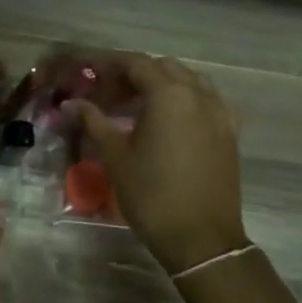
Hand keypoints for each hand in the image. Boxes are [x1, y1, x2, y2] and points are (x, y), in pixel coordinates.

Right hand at [67, 53, 247, 274]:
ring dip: (163, 84)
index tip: (90, 73)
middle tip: (110, 93)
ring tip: (139, 105)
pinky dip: (186, 100)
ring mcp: (220, 113)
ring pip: (190, 81)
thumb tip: (71, 104)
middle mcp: (199, 95)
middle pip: (164, 68)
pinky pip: (207, 101)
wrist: (201, 238)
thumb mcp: (116, 157)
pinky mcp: (229, 132)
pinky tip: (171, 120)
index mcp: (169, 95)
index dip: (111, 64)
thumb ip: (94, 122)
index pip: (137, 64)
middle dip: (136, 73)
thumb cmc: (152, 194)